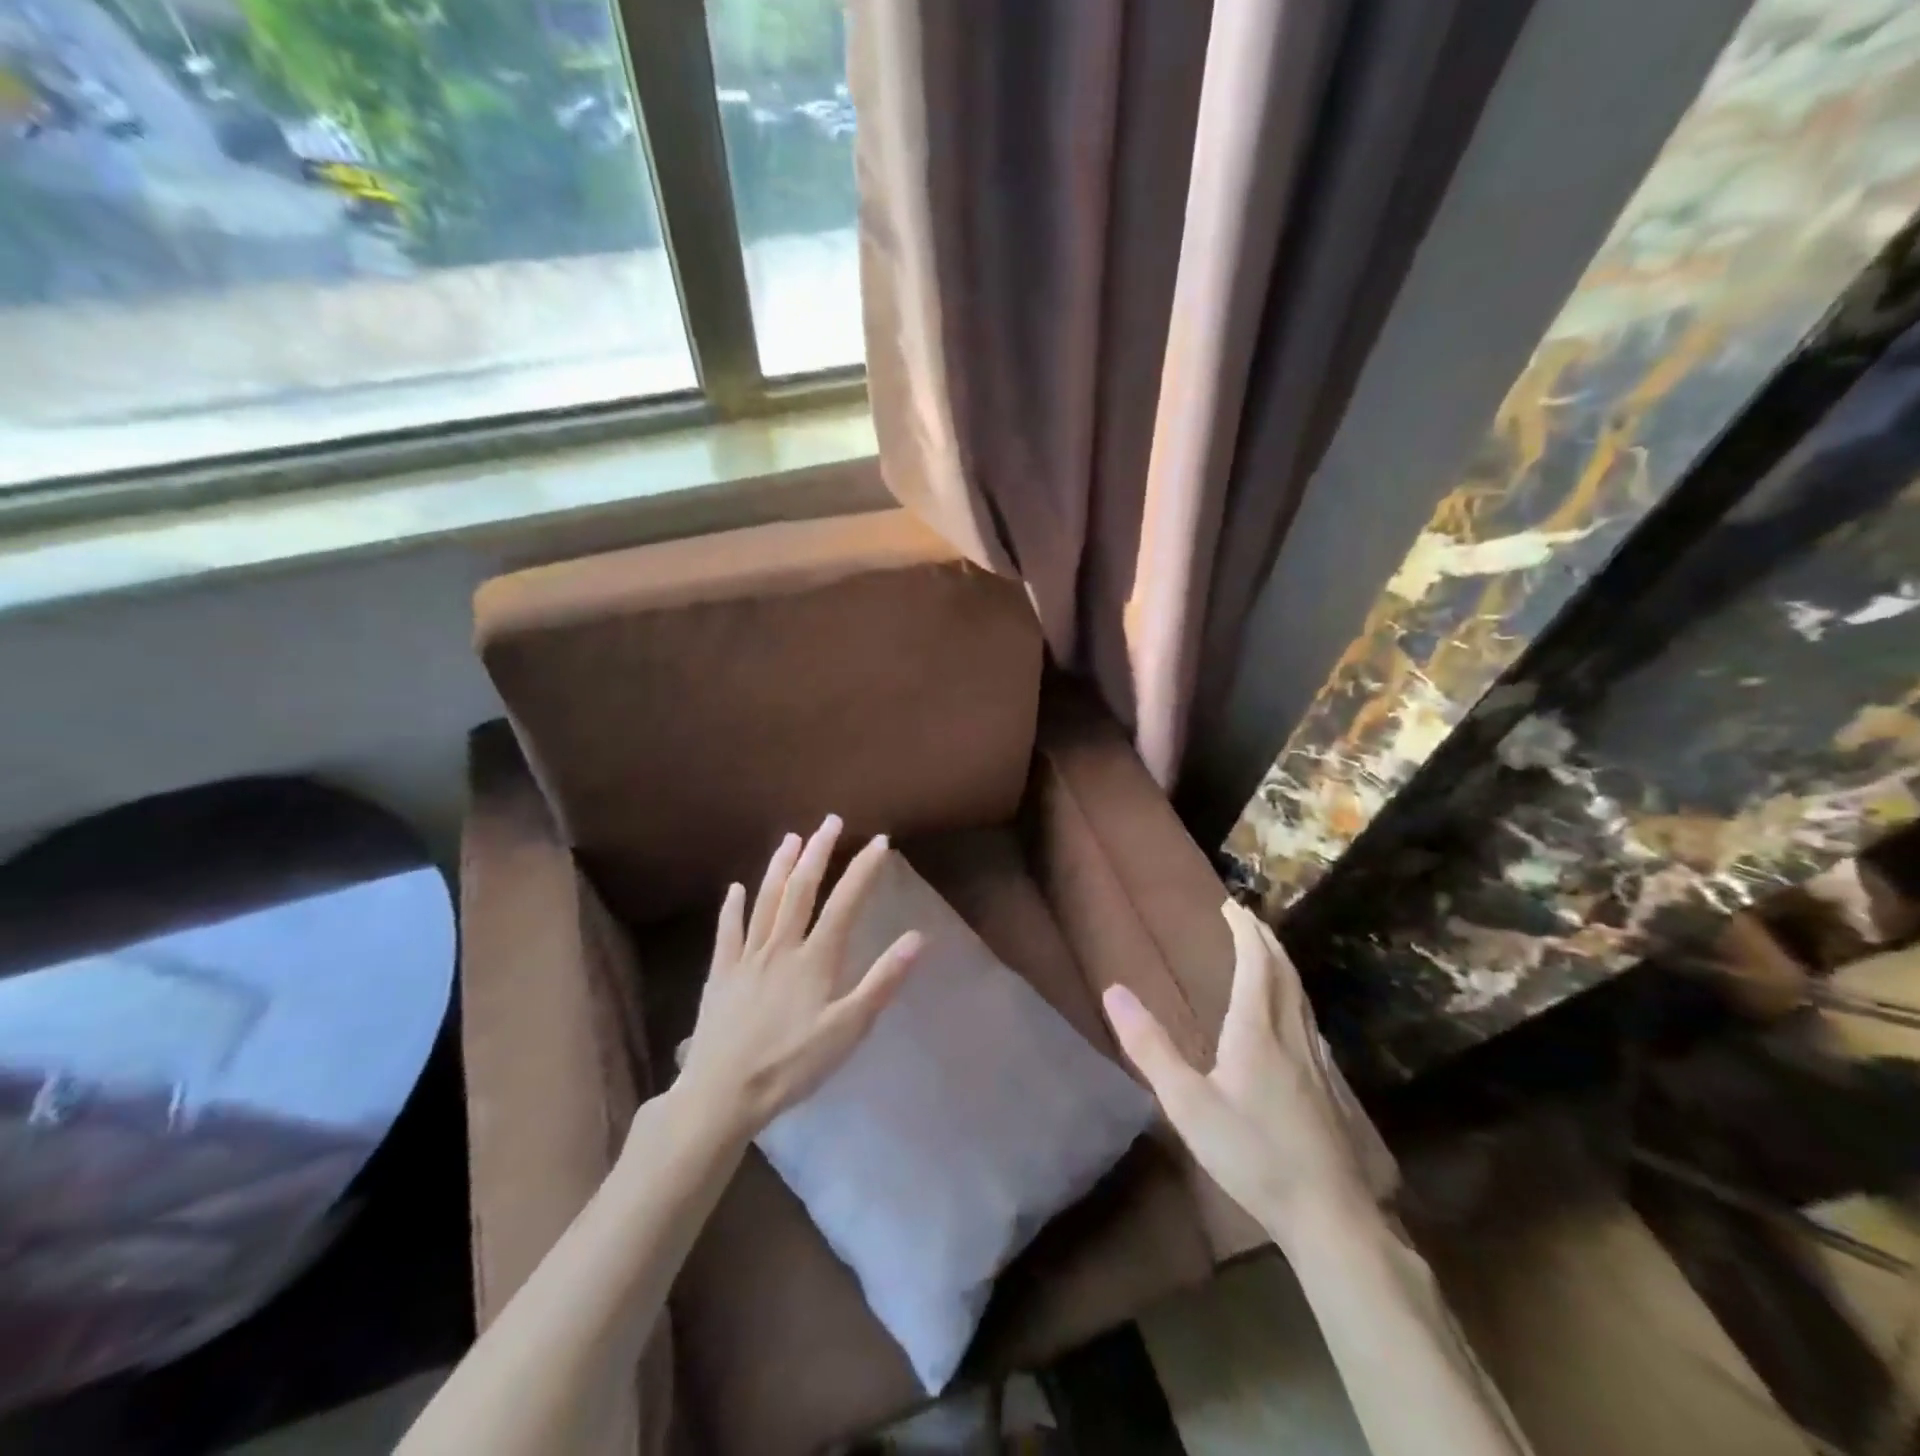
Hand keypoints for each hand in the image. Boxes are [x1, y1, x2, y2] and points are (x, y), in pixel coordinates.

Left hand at [672, 815, 923, 1142]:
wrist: (722, 1093)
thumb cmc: (792, 1065)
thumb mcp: (847, 1030)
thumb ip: (882, 981)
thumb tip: (917, 938)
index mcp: (815, 959)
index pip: (845, 903)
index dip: (863, 869)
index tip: (879, 841)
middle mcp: (781, 947)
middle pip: (801, 890)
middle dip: (818, 852)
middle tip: (830, 821)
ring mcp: (746, 958)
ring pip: (765, 901)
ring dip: (780, 867)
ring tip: (791, 838)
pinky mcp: (720, 974)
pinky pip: (727, 932)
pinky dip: (732, 907)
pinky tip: (734, 889)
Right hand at [1103, 900, 1370, 1236]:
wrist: (1330, 1214)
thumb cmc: (1252, 1154)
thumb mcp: (1187, 1103)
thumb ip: (1150, 1047)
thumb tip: (1114, 991)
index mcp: (1258, 1030)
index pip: (1256, 963)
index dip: (1245, 931)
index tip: (1231, 906)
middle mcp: (1291, 1034)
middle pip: (1284, 971)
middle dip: (1265, 939)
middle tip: (1247, 918)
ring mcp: (1316, 1059)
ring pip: (1301, 995)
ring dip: (1282, 964)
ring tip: (1267, 952)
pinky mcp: (1329, 1084)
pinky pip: (1309, 1018)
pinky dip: (1295, 994)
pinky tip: (1292, 1015)